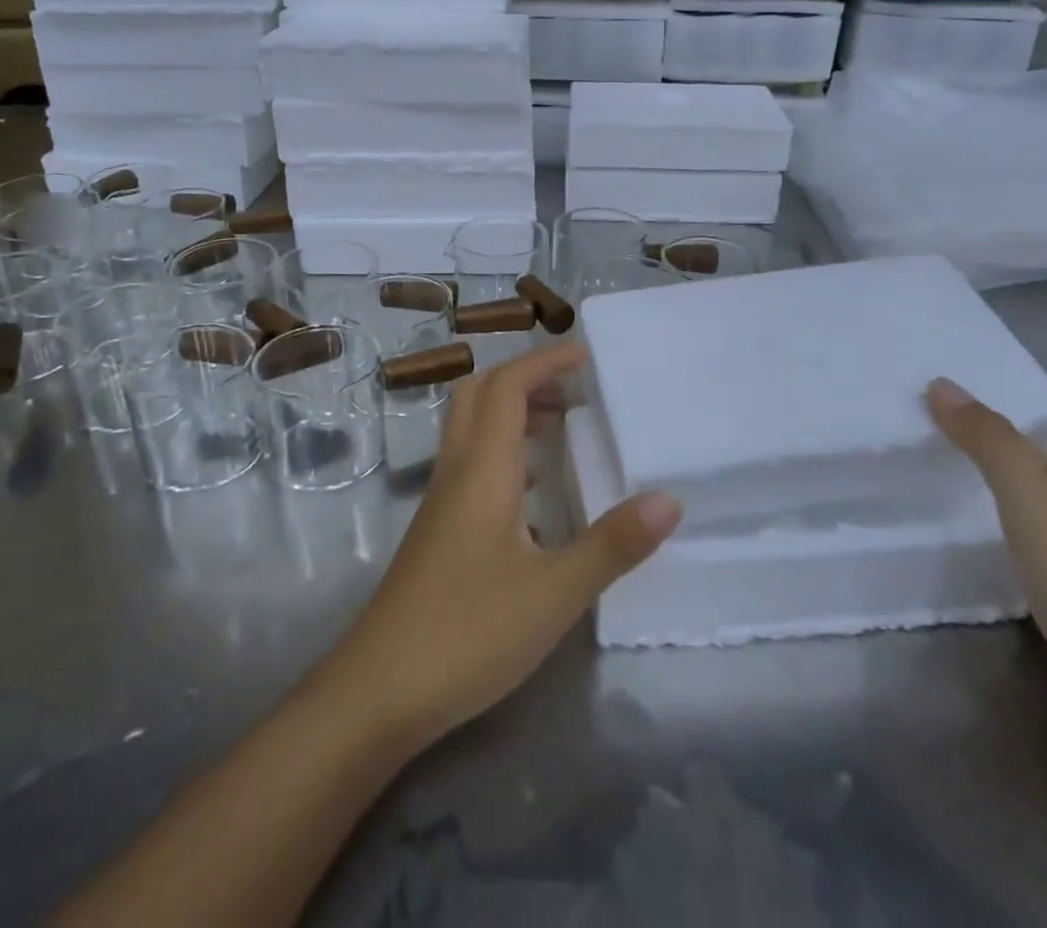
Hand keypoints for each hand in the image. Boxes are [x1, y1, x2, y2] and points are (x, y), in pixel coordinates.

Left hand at [318, 343, 681, 756]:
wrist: (378, 691)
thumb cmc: (468, 632)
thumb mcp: (554, 593)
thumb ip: (612, 544)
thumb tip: (669, 499)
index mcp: (482, 469)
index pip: (507, 387)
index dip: (543, 362)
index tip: (584, 355)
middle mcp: (456, 471)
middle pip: (479, 395)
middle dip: (524, 378)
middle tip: (571, 388)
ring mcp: (441, 501)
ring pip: (472, 429)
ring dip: (511, 412)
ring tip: (560, 427)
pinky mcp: (438, 531)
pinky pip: (471, 464)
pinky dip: (503, 451)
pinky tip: (533, 490)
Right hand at [925, 378, 1046, 795]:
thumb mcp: (1036, 503)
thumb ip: (990, 442)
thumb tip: (942, 385)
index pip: (1035, 430)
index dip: (983, 415)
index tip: (919, 405)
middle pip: (1029, 470)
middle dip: (974, 455)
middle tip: (905, 440)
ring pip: (1025, 515)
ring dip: (978, 501)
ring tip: (916, 483)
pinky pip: (1024, 557)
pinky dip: (989, 544)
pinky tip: (952, 546)